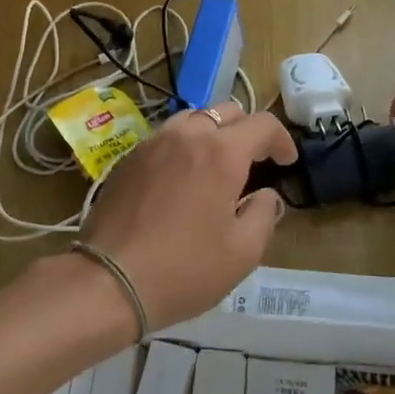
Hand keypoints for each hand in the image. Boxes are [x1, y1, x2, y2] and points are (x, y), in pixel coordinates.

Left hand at [77, 101, 297, 332]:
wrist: (108, 282)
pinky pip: (165, 137)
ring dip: (212, 132)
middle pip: (227, 111)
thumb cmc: (184, 269)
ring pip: (192, 118)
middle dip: (247, 131)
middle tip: (254, 161)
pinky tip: (180, 177)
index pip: (262, 124)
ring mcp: (153, 144)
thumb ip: (263, 215)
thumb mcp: (242, 253)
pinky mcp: (128, 159)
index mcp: (222, 153)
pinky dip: (182, 146)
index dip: (282, 139)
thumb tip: (266, 196)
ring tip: (216, 163)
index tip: (286, 162)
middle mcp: (188, 136)